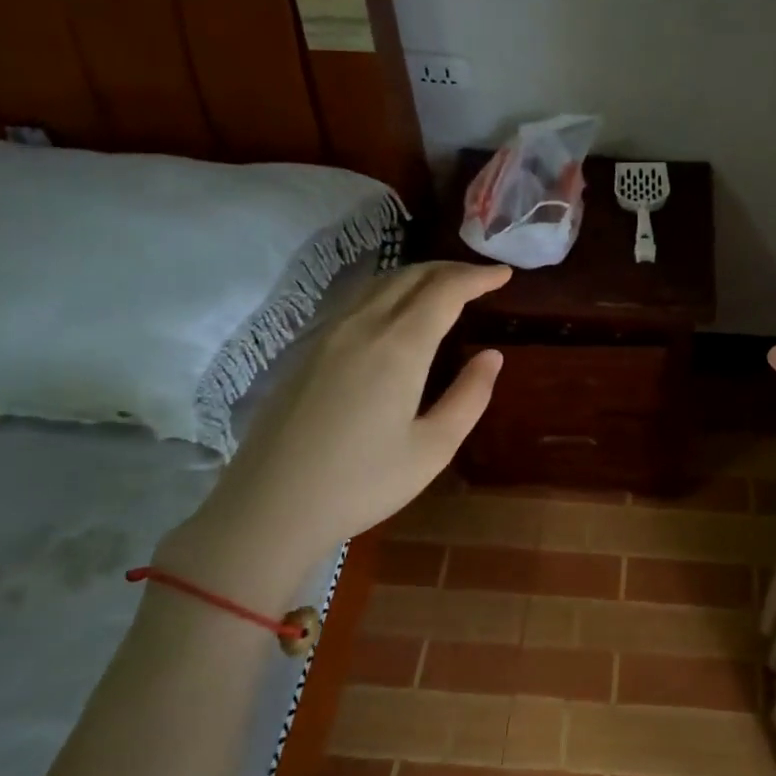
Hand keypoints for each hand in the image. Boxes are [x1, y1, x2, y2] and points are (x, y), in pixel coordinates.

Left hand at [160, 261, 510, 601]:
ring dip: (418, 276)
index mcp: (399, 346)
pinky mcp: (306, 349)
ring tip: (444, 288)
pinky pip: (356, 300)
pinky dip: (389, 291)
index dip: (478, 277)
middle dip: (450, 270)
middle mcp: (362, 326)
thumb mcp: (432, 448)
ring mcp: (328, 334)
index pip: (445, 290)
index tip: (504, 274)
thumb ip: (469, 397)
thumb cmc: (362, 483)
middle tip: (481, 279)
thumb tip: (492, 357)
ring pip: (379, 283)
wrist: (270, 506)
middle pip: (411, 276)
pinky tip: (395, 311)